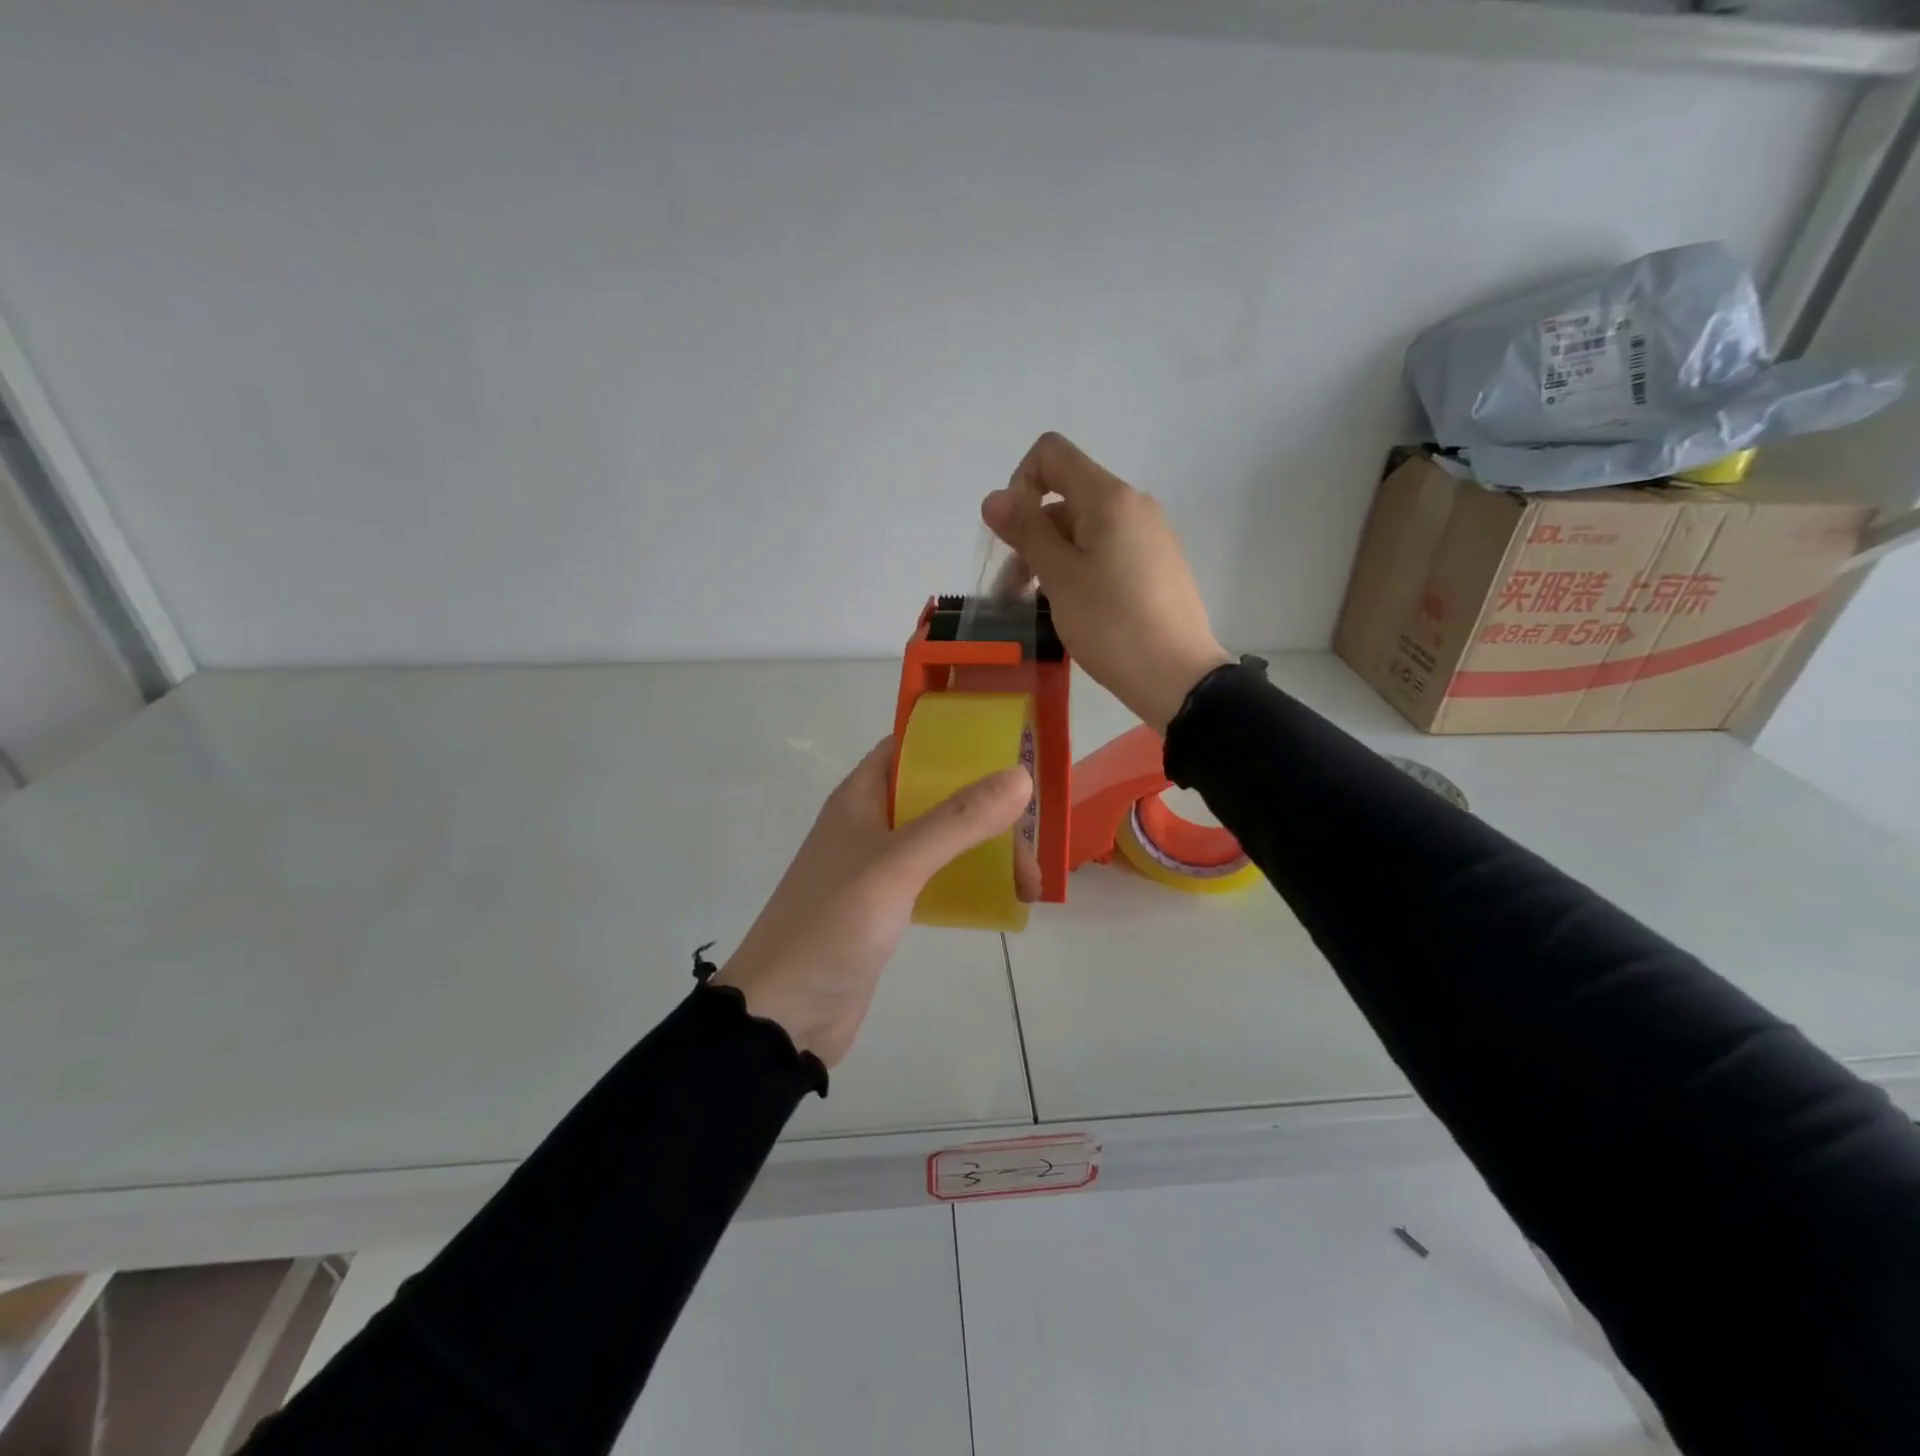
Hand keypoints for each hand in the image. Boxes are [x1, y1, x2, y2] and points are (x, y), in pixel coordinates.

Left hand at [713, 739, 1031, 1067]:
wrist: (784, 1015)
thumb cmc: (832, 925)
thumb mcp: (897, 865)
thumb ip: (957, 821)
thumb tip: (1021, 777)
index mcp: (860, 798)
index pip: (909, 748)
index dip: (956, 743)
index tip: (1010, 753)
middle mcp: (868, 825)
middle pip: (937, 797)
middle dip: (987, 811)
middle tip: (1030, 845)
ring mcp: (877, 869)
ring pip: (942, 840)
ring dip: (986, 850)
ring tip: (1029, 886)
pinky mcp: (886, 908)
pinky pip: (937, 879)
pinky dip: (970, 882)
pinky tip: (1002, 902)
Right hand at [983, 433, 1233, 733]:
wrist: (1177, 677)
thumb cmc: (1111, 624)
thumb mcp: (1059, 578)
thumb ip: (1025, 531)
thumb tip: (994, 497)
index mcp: (1109, 498)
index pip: (1052, 454)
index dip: (1021, 483)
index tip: (1015, 533)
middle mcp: (1133, 505)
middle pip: (1065, 497)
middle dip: (1031, 534)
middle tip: (1012, 590)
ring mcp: (1149, 535)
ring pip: (1084, 530)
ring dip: (1050, 558)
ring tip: (1035, 606)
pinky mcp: (1157, 564)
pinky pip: (1106, 551)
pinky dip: (1079, 568)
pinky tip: (1072, 608)